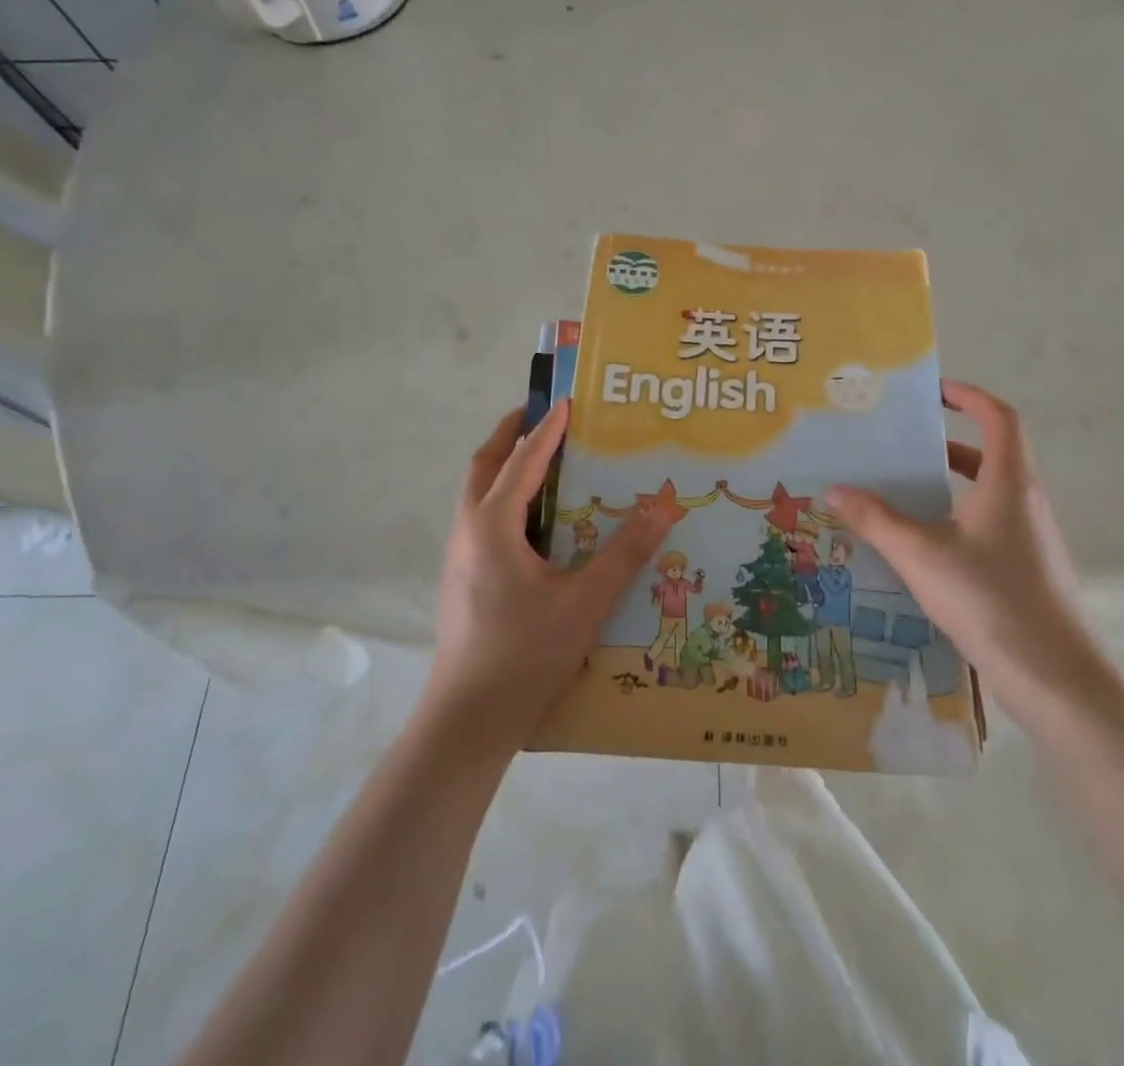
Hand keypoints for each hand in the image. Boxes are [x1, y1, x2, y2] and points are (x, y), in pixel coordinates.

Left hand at [426, 399, 671, 750]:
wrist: (467, 721)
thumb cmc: (525, 654)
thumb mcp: (584, 602)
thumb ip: (624, 554)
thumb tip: (664, 509)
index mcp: (492, 525)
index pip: (522, 461)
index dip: (547, 430)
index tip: (568, 402)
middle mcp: (468, 531)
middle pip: (484, 466)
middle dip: (510, 435)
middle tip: (540, 416)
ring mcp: (459, 557)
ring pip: (478, 494)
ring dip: (504, 467)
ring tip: (542, 462)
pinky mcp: (462, 581)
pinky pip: (482, 520)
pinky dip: (504, 500)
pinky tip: (535, 524)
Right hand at [825, 380, 1108, 721]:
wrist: (1057, 680)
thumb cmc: (991, 600)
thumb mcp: (921, 556)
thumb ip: (876, 520)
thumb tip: (834, 490)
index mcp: (1009, 482)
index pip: (998, 417)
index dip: (969, 396)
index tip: (933, 392)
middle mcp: (1026, 501)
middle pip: (992, 454)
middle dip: (948, 443)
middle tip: (904, 445)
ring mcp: (1032, 539)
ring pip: (990, 493)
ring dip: (951, 484)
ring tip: (905, 492)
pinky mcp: (1029, 570)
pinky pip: (990, 525)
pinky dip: (958, 518)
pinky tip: (925, 547)